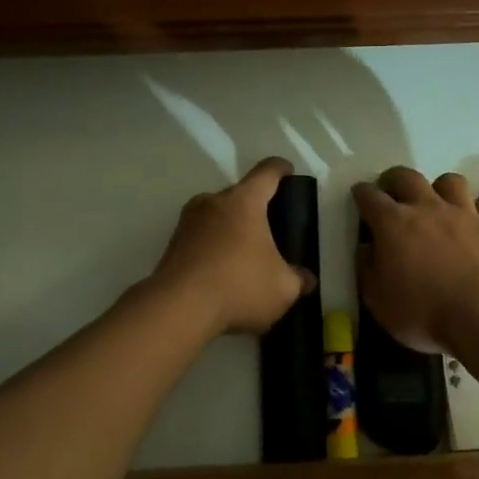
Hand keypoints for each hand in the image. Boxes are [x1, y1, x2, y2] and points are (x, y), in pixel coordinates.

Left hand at [151, 157, 313, 335]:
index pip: (267, 172)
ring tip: (244, 257)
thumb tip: (306, 279)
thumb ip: (298, 280)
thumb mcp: (282, 288)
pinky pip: (200, 239)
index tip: (288, 172)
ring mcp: (187, 222)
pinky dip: (213, 250)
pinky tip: (222, 276)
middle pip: (239, 195)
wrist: (178, 309)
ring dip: (230, 231)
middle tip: (270, 231)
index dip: (280, 169)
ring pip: (216, 217)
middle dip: (255, 209)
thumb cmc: (239, 285)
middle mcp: (213, 202)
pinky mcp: (171, 245)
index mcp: (244, 201)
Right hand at [352, 167, 478, 354]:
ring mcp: (464, 214)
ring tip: (437, 202)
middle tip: (392, 192)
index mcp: (393, 223)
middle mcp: (427, 208)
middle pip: (407, 177)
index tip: (359, 195)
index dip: (361, 193)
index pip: (370, 196)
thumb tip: (366, 249)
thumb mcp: (378, 301)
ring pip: (451, 182)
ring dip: (440, 188)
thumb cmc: (423, 312)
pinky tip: (476, 222)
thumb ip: (367, 270)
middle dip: (394, 179)